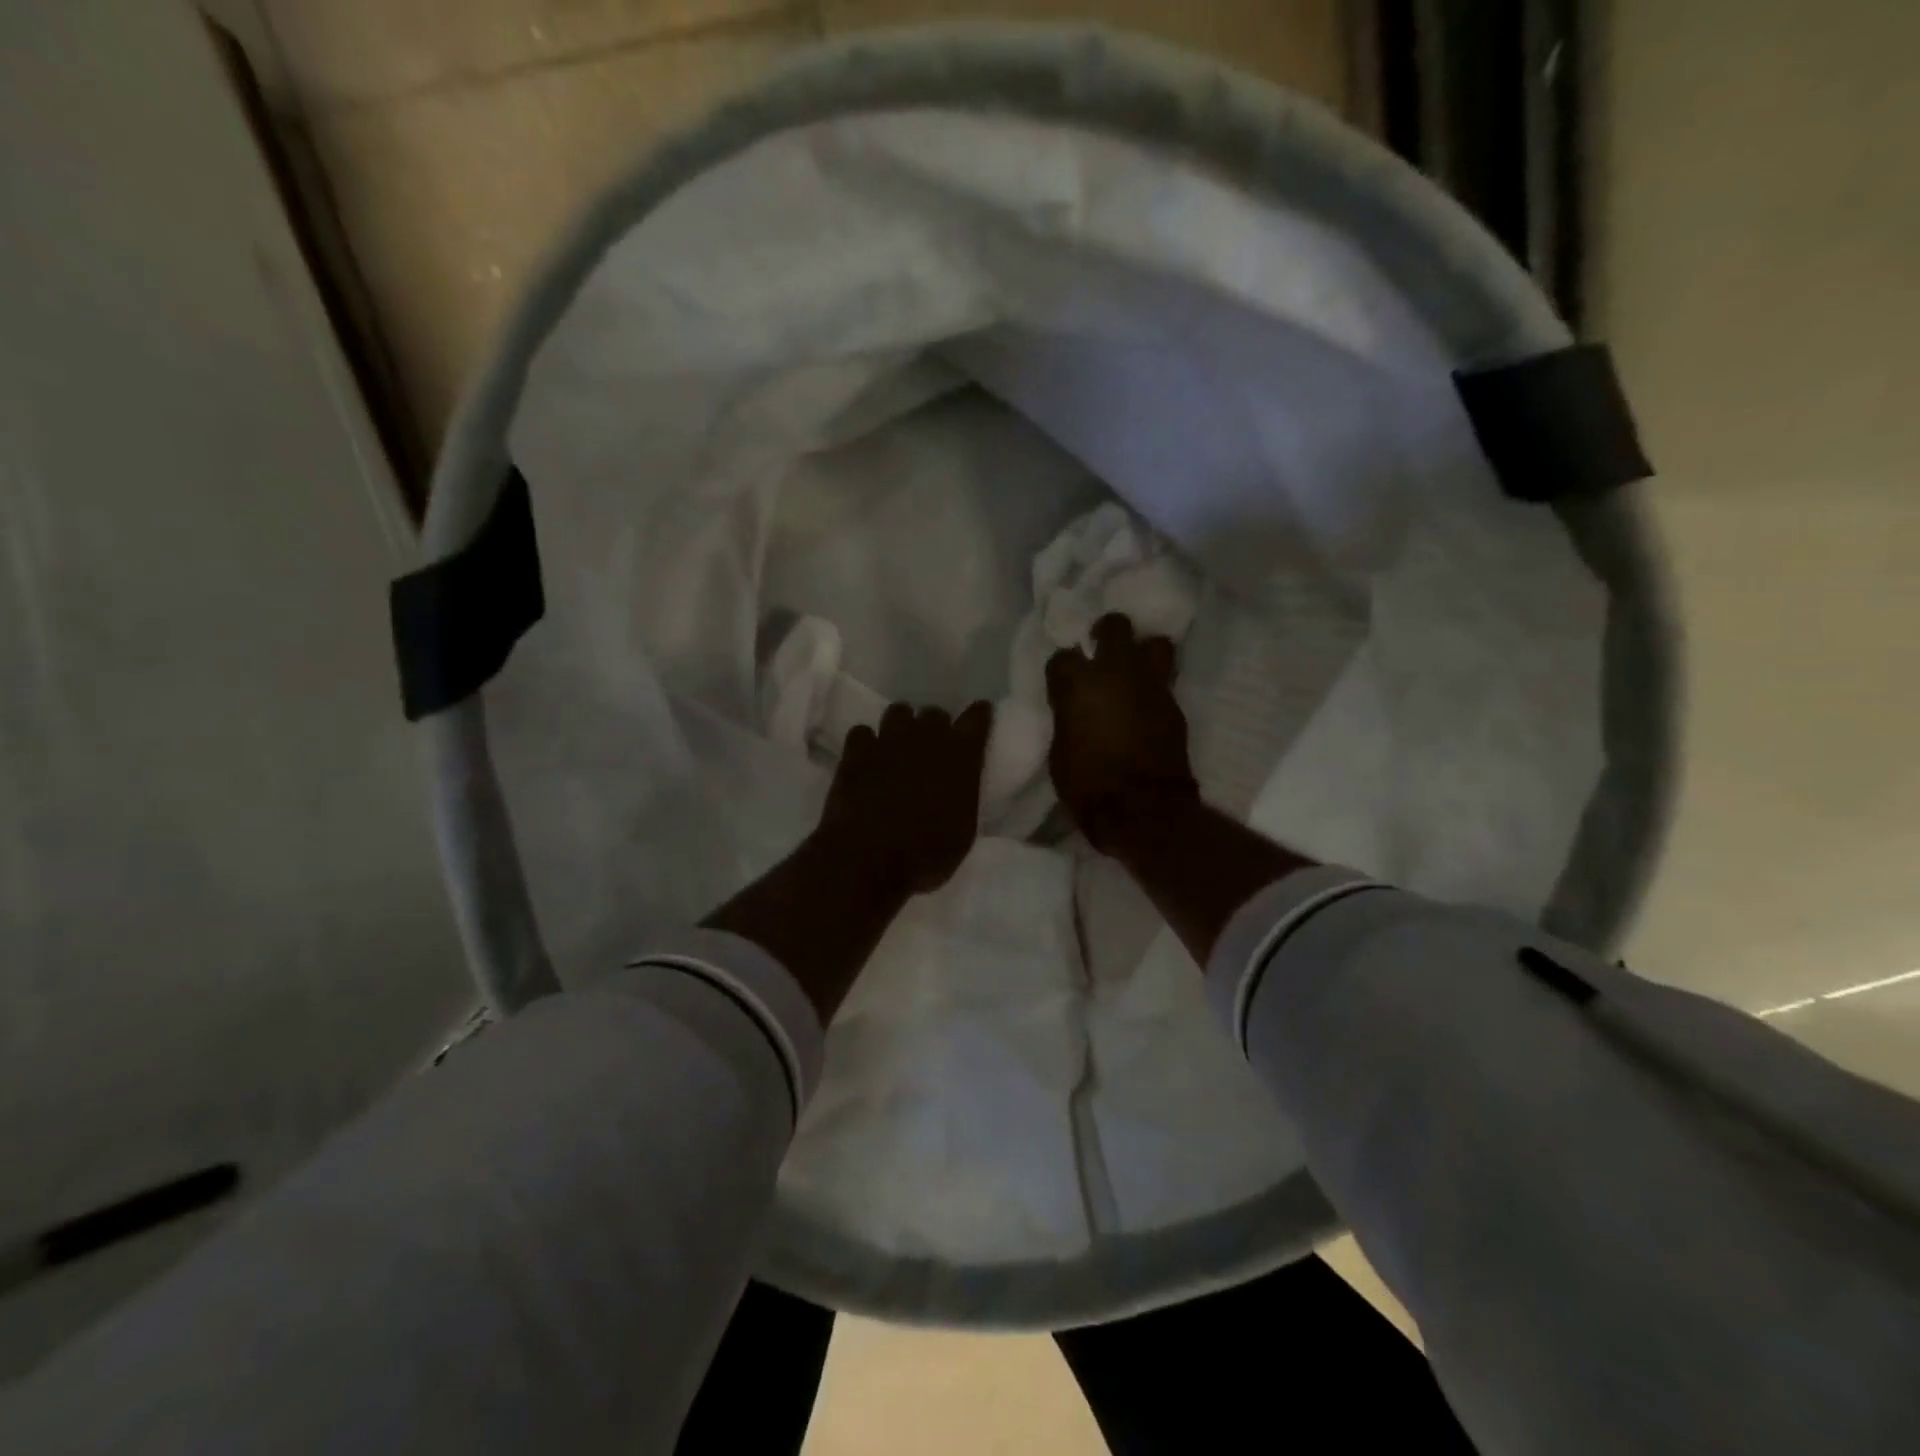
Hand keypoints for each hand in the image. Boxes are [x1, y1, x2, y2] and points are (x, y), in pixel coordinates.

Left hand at [820, 701, 993, 895]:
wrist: (870, 856)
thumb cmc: (927, 853)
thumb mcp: (963, 831)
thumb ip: (962, 797)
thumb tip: (957, 789)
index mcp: (961, 756)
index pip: (977, 719)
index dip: (978, 715)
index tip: (978, 716)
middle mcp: (927, 738)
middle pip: (935, 713)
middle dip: (936, 726)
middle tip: (932, 747)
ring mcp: (888, 740)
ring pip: (898, 712)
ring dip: (902, 726)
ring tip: (898, 745)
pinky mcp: (856, 750)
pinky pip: (862, 731)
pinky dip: (866, 743)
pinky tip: (866, 758)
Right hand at [1045, 613, 1198, 853]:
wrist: (1142, 809)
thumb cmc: (1088, 785)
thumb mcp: (1060, 750)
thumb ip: (1068, 717)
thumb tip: (1074, 708)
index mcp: (1078, 683)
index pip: (1062, 656)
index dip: (1062, 668)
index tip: (1061, 681)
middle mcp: (1116, 671)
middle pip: (1114, 626)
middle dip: (1107, 633)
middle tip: (1102, 649)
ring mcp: (1151, 684)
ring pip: (1154, 643)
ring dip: (1142, 651)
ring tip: (1134, 668)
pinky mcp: (1174, 703)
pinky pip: (1165, 680)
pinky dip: (1155, 685)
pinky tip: (1147, 700)